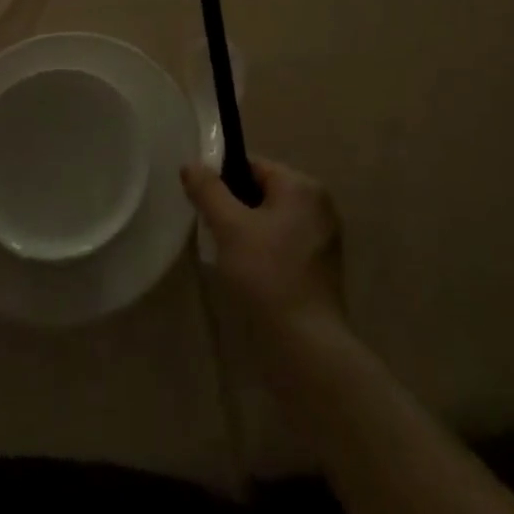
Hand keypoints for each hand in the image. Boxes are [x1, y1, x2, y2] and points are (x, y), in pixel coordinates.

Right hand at [182, 156, 344, 346]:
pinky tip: (247, 276)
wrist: (306, 349)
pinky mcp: (320, 270)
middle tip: (211, 232)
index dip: (223, 180)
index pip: (254, 166)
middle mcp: (318, 205)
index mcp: (302, 186)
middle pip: (263, 192)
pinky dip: (264, 253)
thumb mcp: (230, 228)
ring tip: (226, 256)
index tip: (202, 204)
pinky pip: (283, 246)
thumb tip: (191, 164)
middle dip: (234, 209)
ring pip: (272, 221)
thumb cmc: (267, 277)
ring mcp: (323, 239)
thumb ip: (208, 191)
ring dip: (247, 233)